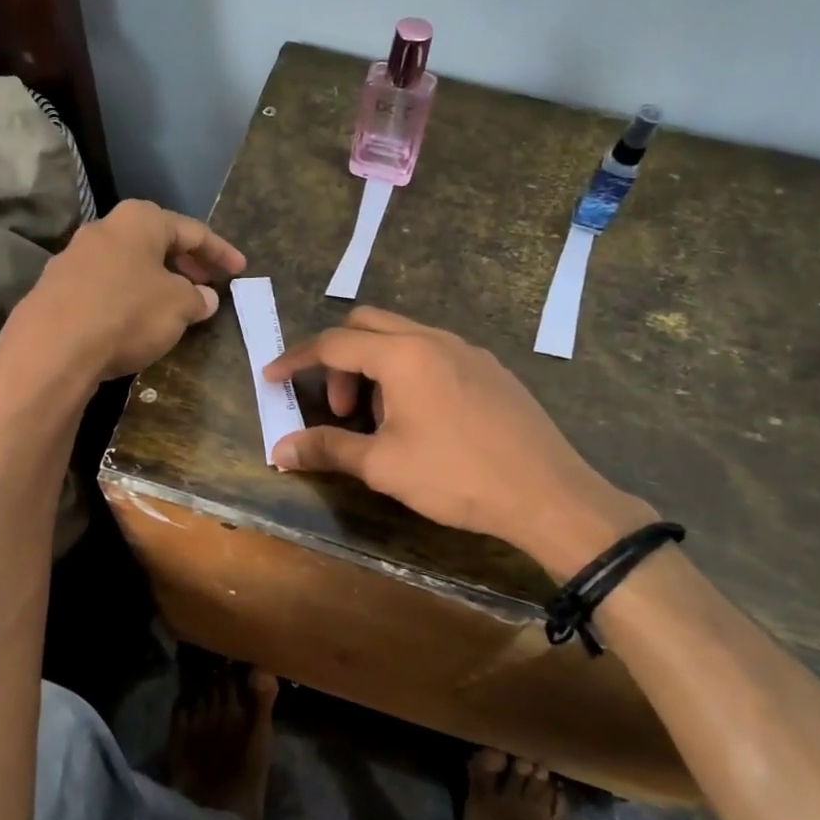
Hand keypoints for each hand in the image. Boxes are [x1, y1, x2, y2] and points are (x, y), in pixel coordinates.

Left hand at [0, 200, 245, 390]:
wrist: (51, 349)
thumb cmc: (127, 314)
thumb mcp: (178, 307)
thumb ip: (197, 298)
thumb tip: (204, 298)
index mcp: (139, 220)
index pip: (192, 230)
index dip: (220, 251)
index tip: (240, 269)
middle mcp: (104, 229)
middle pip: (155, 241)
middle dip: (185, 262)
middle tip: (206, 284)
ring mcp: (74, 257)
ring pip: (128, 263)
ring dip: (155, 280)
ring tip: (173, 304)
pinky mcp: (55, 289)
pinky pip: (104, 285)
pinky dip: (127, 296)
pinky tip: (134, 320)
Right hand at [263, 308, 651, 577]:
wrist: (548, 494)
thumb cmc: (456, 477)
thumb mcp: (383, 466)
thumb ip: (327, 448)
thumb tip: (279, 449)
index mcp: (403, 355)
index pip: (333, 343)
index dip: (296, 359)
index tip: (271, 377)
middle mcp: (434, 338)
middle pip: (368, 325)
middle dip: (339, 358)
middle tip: (338, 406)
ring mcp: (467, 350)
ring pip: (403, 337)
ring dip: (375, 366)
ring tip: (380, 420)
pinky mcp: (490, 369)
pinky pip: (434, 352)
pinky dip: (408, 371)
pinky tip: (421, 419)